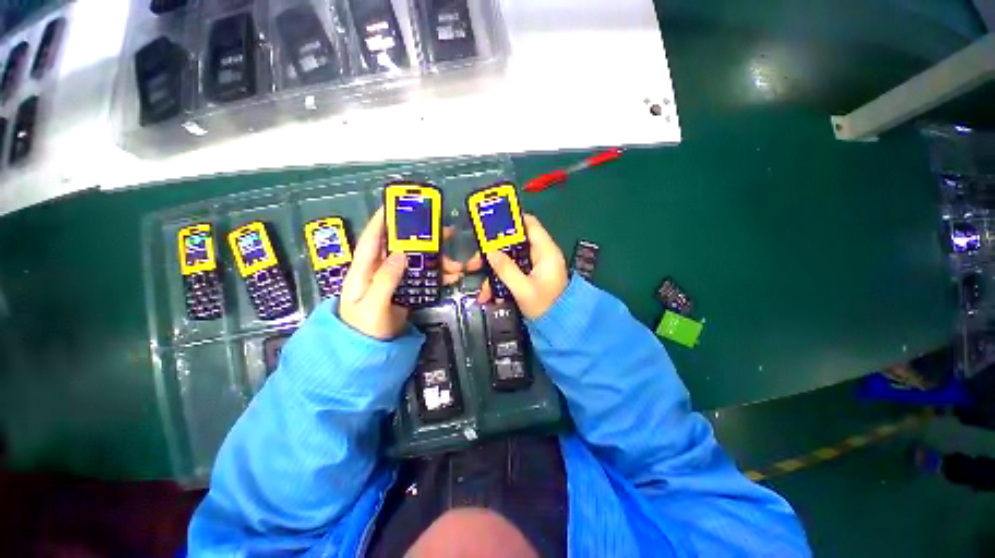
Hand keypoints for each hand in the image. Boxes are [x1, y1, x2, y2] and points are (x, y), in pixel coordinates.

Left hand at [339, 208, 463, 338]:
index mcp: (364, 270)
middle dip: (422, 238)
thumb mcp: (372, 305)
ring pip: (417, 262)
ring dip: (437, 261)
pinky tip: (452, 277)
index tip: (396, 205)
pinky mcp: (405, 289)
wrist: (369, 351)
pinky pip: (423, 277)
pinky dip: (438, 276)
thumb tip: (401, 254)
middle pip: (402, 247)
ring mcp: (394, 280)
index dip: (382, 220)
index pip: (372, 239)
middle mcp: (380, 270)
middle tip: (445, 231)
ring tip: (456, 264)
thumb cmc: (363, 329)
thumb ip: (385, 280)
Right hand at [467, 214, 568, 319]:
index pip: (530, 224)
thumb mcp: (524, 289)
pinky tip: (489, 296)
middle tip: (475, 263)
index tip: (489, 226)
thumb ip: (506, 269)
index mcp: (546, 252)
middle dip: (493, 253)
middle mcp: (540, 255)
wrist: (558, 329)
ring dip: (493, 273)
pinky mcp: (529, 278)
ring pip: (509, 260)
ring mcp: (534, 267)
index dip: (511, 221)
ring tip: (482, 290)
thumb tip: (490, 251)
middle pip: (514, 243)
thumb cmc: (545, 307)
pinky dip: (500, 282)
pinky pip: (511, 273)